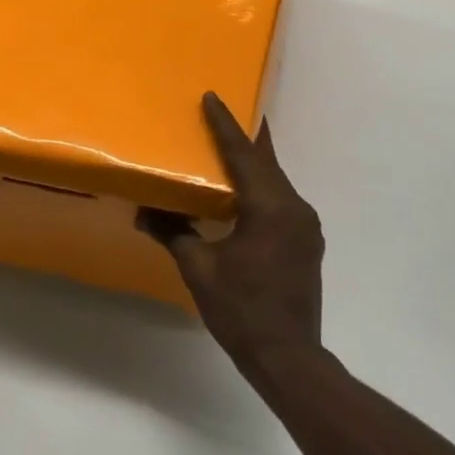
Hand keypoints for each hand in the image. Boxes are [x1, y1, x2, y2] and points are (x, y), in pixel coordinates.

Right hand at [140, 93, 324, 368]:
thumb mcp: (201, 270)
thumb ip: (175, 234)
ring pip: (276, 181)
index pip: (243, 155)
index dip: (225, 125)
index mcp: (269, 207)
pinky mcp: (308, 241)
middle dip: (246, 137)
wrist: (289, 358)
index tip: (212, 97)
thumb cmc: (242, 310)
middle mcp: (294, 207)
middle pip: (266, 162)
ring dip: (255, 163)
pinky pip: (282, 200)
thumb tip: (145, 212)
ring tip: (232, 147)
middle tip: (225, 112)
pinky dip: (263, 187)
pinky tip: (247, 191)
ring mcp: (306, 225)